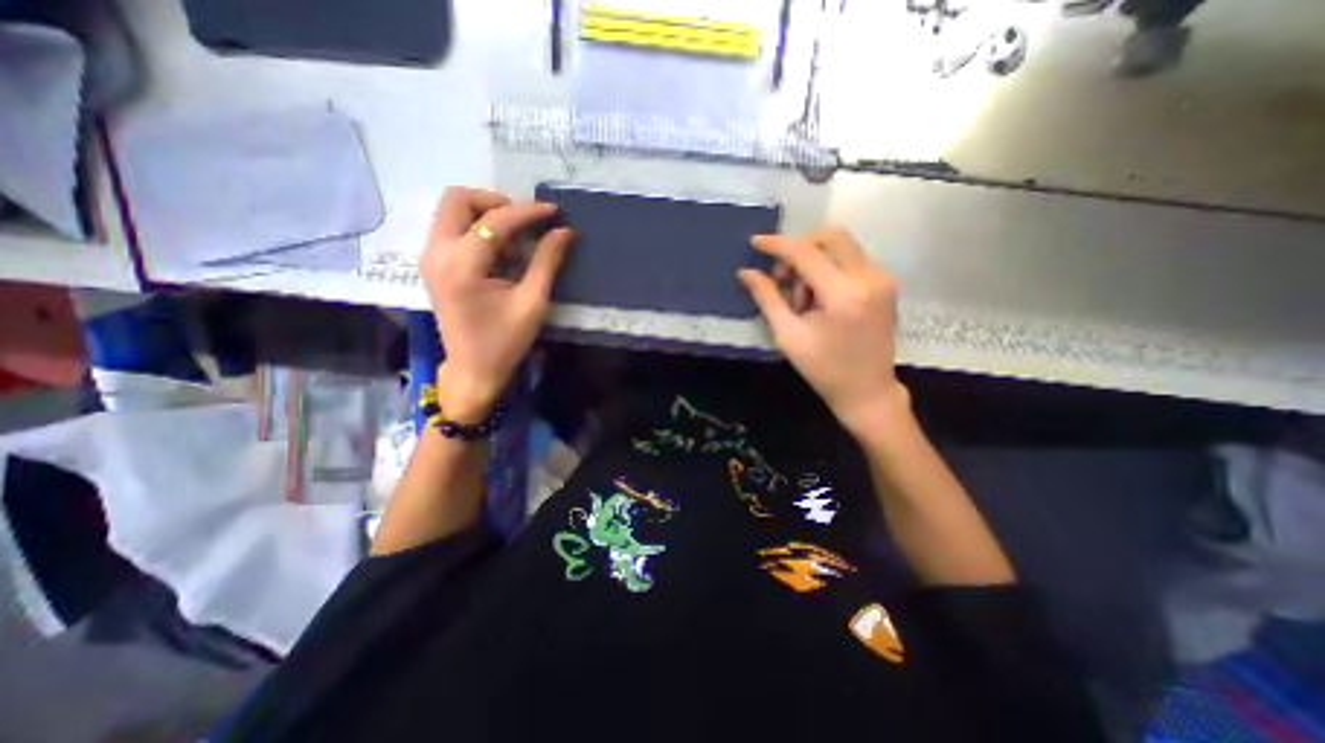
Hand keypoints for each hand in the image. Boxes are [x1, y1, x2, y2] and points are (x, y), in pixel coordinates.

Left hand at [422, 185, 572, 422]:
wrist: (473, 370)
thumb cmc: (505, 341)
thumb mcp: (533, 302)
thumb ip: (547, 262)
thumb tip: (564, 231)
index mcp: (462, 265)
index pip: (495, 220)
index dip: (528, 212)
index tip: (553, 211)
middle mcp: (437, 252)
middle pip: (458, 199)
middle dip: (496, 202)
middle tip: (525, 223)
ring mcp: (430, 257)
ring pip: (452, 211)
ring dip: (486, 215)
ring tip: (515, 241)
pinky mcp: (434, 265)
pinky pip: (452, 228)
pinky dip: (478, 229)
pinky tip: (500, 252)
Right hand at [734, 225, 912, 435]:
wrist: (868, 391)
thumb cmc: (823, 370)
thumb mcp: (788, 336)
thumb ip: (767, 298)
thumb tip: (746, 272)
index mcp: (843, 295)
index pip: (806, 252)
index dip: (777, 245)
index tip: (755, 242)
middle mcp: (869, 278)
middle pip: (830, 236)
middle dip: (799, 249)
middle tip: (783, 278)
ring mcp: (882, 278)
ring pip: (841, 245)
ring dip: (814, 260)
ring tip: (802, 298)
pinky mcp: (886, 283)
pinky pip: (851, 259)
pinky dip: (829, 268)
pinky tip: (819, 297)